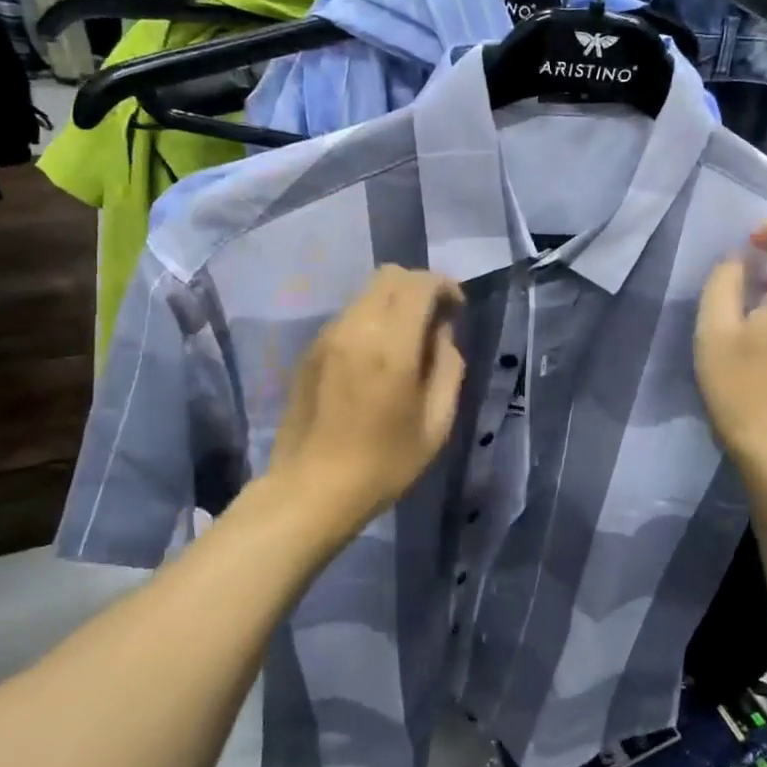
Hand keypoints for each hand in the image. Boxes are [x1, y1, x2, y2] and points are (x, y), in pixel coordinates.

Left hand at [270, 267, 466, 523]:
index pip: (419, 284)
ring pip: (366, 294)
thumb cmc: (384, 463)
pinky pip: (348, 317)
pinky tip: (376, 360)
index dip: (445, 287)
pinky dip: (371, 321)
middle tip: (434, 321)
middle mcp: (355, 328)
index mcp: (390, 345)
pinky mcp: (310, 351)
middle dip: (419, 288)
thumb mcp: (436, 423)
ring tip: (406, 343)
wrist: (311, 490)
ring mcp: (327, 337)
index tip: (457, 310)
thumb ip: (448, 367)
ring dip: (393, 304)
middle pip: (389, 275)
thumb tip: (441, 334)